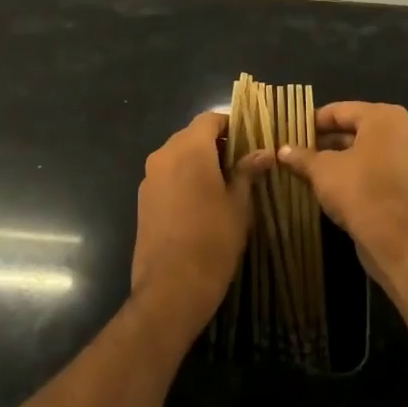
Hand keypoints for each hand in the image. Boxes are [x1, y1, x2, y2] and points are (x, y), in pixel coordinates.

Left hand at [132, 111, 271, 341]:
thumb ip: (248, 172)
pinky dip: (185, 178)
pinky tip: (202, 202)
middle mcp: (164, 155)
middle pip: (192, 135)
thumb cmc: (213, 240)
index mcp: (189, 149)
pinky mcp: (143, 199)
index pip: (210, 119)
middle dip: (216, 144)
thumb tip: (264, 152)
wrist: (171, 288)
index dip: (231, 124)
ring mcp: (149, 178)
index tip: (251, 139)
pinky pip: (167, 175)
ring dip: (200, 161)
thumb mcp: (239, 205)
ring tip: (225, 184)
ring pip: (178, 155)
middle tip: (243, 163)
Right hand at [277, 101, 407, 283]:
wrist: (392, 235)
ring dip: (337, 158)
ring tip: (307, 167)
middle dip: (324, 140)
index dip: (313, 121)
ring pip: (363, 150)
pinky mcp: (406, 182)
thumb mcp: (322, 169)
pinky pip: (373, 168)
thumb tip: (282, 151)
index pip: (340, 111)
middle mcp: (401, 131)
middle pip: (354, 129)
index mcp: (384, 116)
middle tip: (296, 149)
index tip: (291, 131)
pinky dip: (353, 172)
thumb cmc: (357, 188)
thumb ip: (302, 156)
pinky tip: (328, 184)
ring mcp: (406, 157)